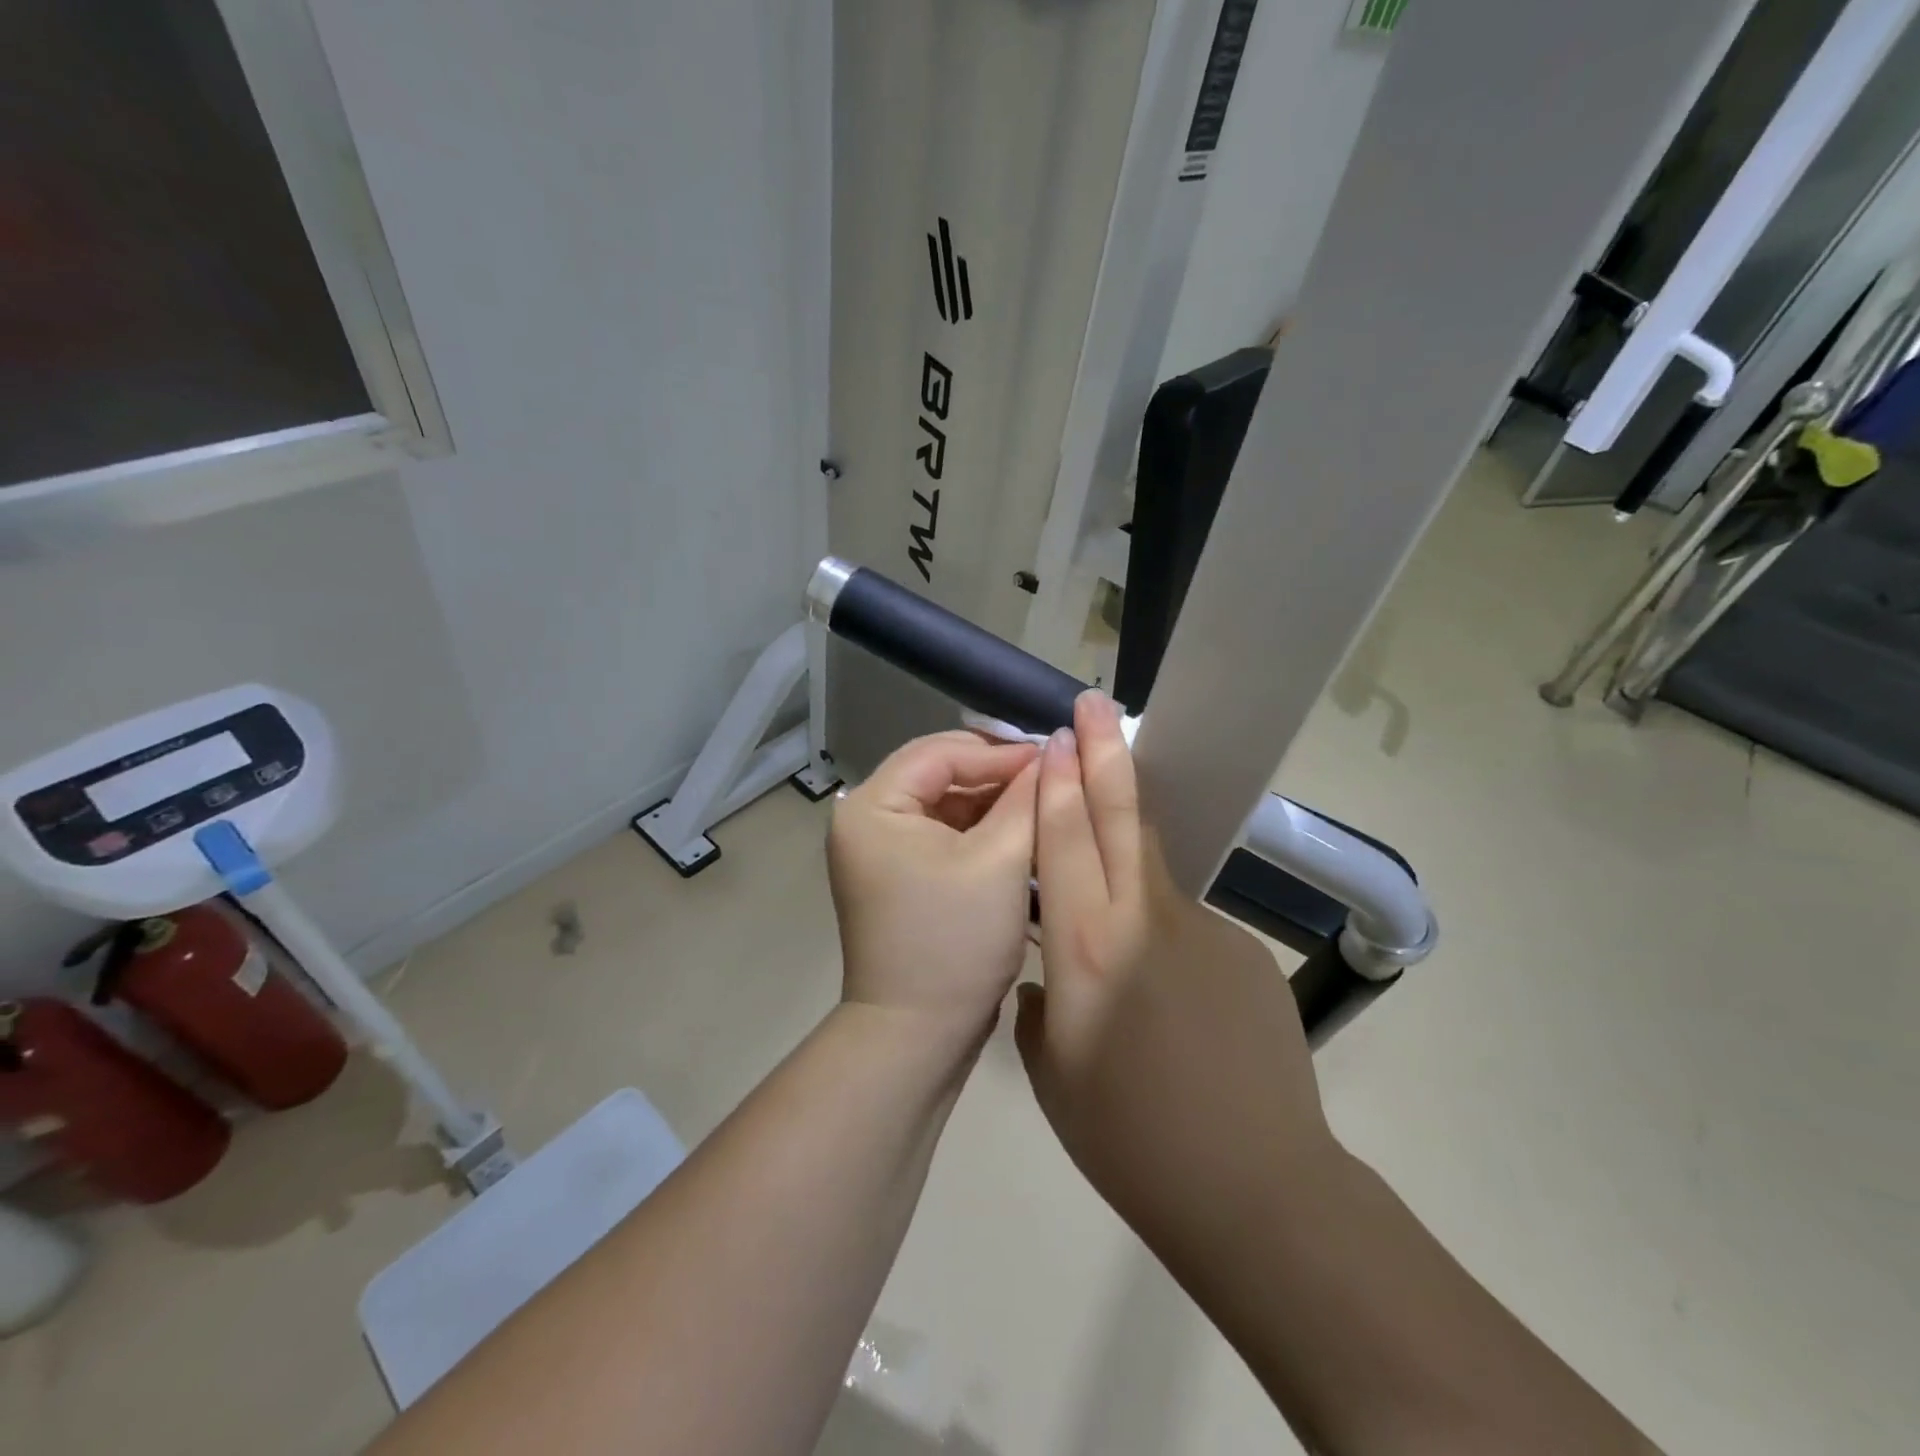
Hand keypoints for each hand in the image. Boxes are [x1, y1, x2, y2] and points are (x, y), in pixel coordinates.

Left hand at [828, 731, 1040, 1048]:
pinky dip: (981, 833)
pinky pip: (943, 835)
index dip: (1000, 752)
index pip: (940, 753)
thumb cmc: (955, 942)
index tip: (1054, 754)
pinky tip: (1021, 834)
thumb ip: (1026, 798)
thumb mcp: (999, 860)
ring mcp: (880, 850)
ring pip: (945, 805)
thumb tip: (1052, 751)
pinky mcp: (899, 876)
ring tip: (1045, 804)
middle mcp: (865, 820)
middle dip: (997, 776)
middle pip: (939, 774)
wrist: (917, 1036)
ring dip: (993, 804)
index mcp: (871, 807)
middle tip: (1053, 777)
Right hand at [1016, 691, 1337, 1243]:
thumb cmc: (1128, 1139)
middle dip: (1104, 752)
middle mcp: (1145, 919)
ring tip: (1111, 823)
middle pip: (1123, 816)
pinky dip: (1162, 930)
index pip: (1066, 840)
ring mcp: (1205, 928)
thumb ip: (1041, 1006)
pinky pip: (1187, 923)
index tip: (1054, 737)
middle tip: (1094, 703)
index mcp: (1087, 947)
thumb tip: (1049, 977)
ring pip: (1155, 862)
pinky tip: (1170, 991)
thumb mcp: (1051, 1073)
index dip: (1058, 783)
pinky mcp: (1246, 951)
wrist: (1254, 1188)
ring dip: (1130, 831)